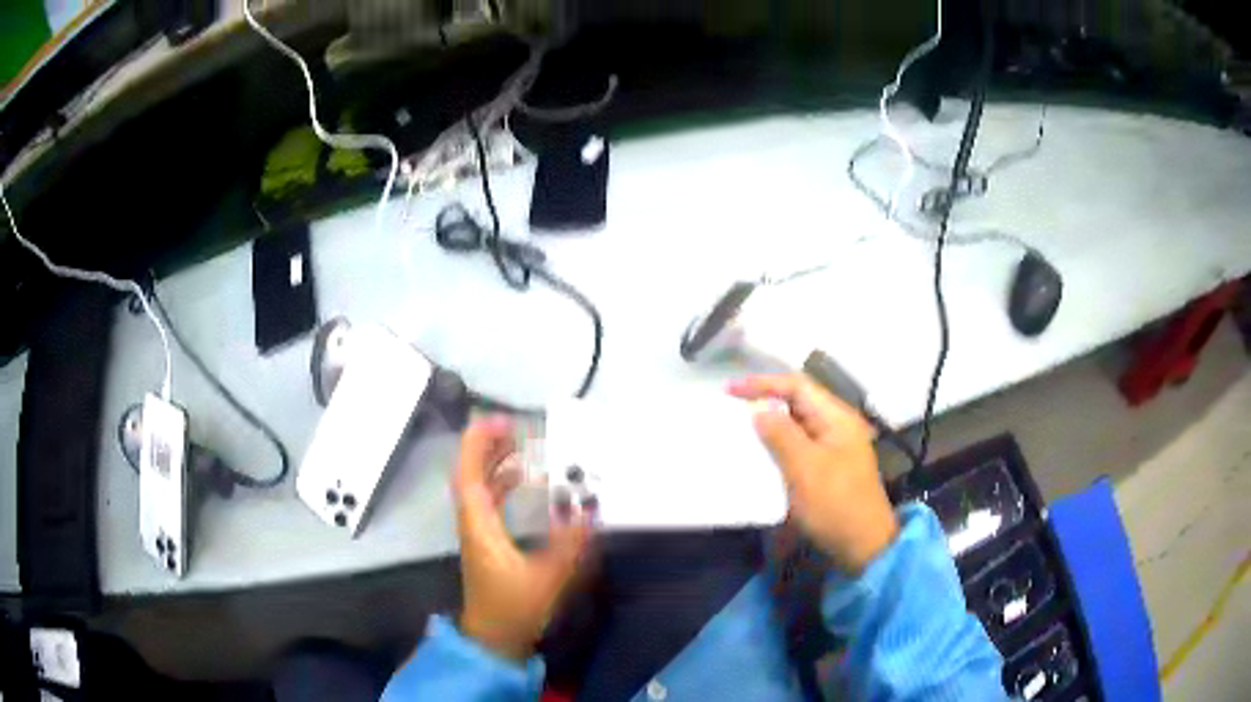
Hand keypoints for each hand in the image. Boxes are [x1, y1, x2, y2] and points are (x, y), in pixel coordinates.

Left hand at [453, 416, 590, 660]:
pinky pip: (488, 502)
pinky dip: (500, 484)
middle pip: (471, 476)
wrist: (494, 641)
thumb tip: (590, 513)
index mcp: (480, 527)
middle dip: (487, 447)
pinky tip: (521, 481)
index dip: (479, 445)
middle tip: (513, 427)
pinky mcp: (487, 545)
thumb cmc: (514, 610)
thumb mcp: (547, 580)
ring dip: (494, 464)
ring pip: (478, 488)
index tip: (499, 421)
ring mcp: (479, 535)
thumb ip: (570, 547)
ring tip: (517, 445)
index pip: (469, 476)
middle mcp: (474, 525)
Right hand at [729, 374, 898, 574]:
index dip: (763, 384)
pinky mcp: (828, 468)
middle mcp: (837, 426)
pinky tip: (759, 456)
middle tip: (731, 409)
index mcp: (837, 418)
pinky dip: (778, 446)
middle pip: (798, 402)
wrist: (863, 545)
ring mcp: (834, 448)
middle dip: (765, 401)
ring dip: (769, 426)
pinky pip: (798, 447)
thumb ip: (781, 434)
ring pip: (796, 425)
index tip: (729, 390)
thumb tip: (759, 410)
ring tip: (740, 430)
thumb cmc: (835, 503)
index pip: (797, 386)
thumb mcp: (805, 468)